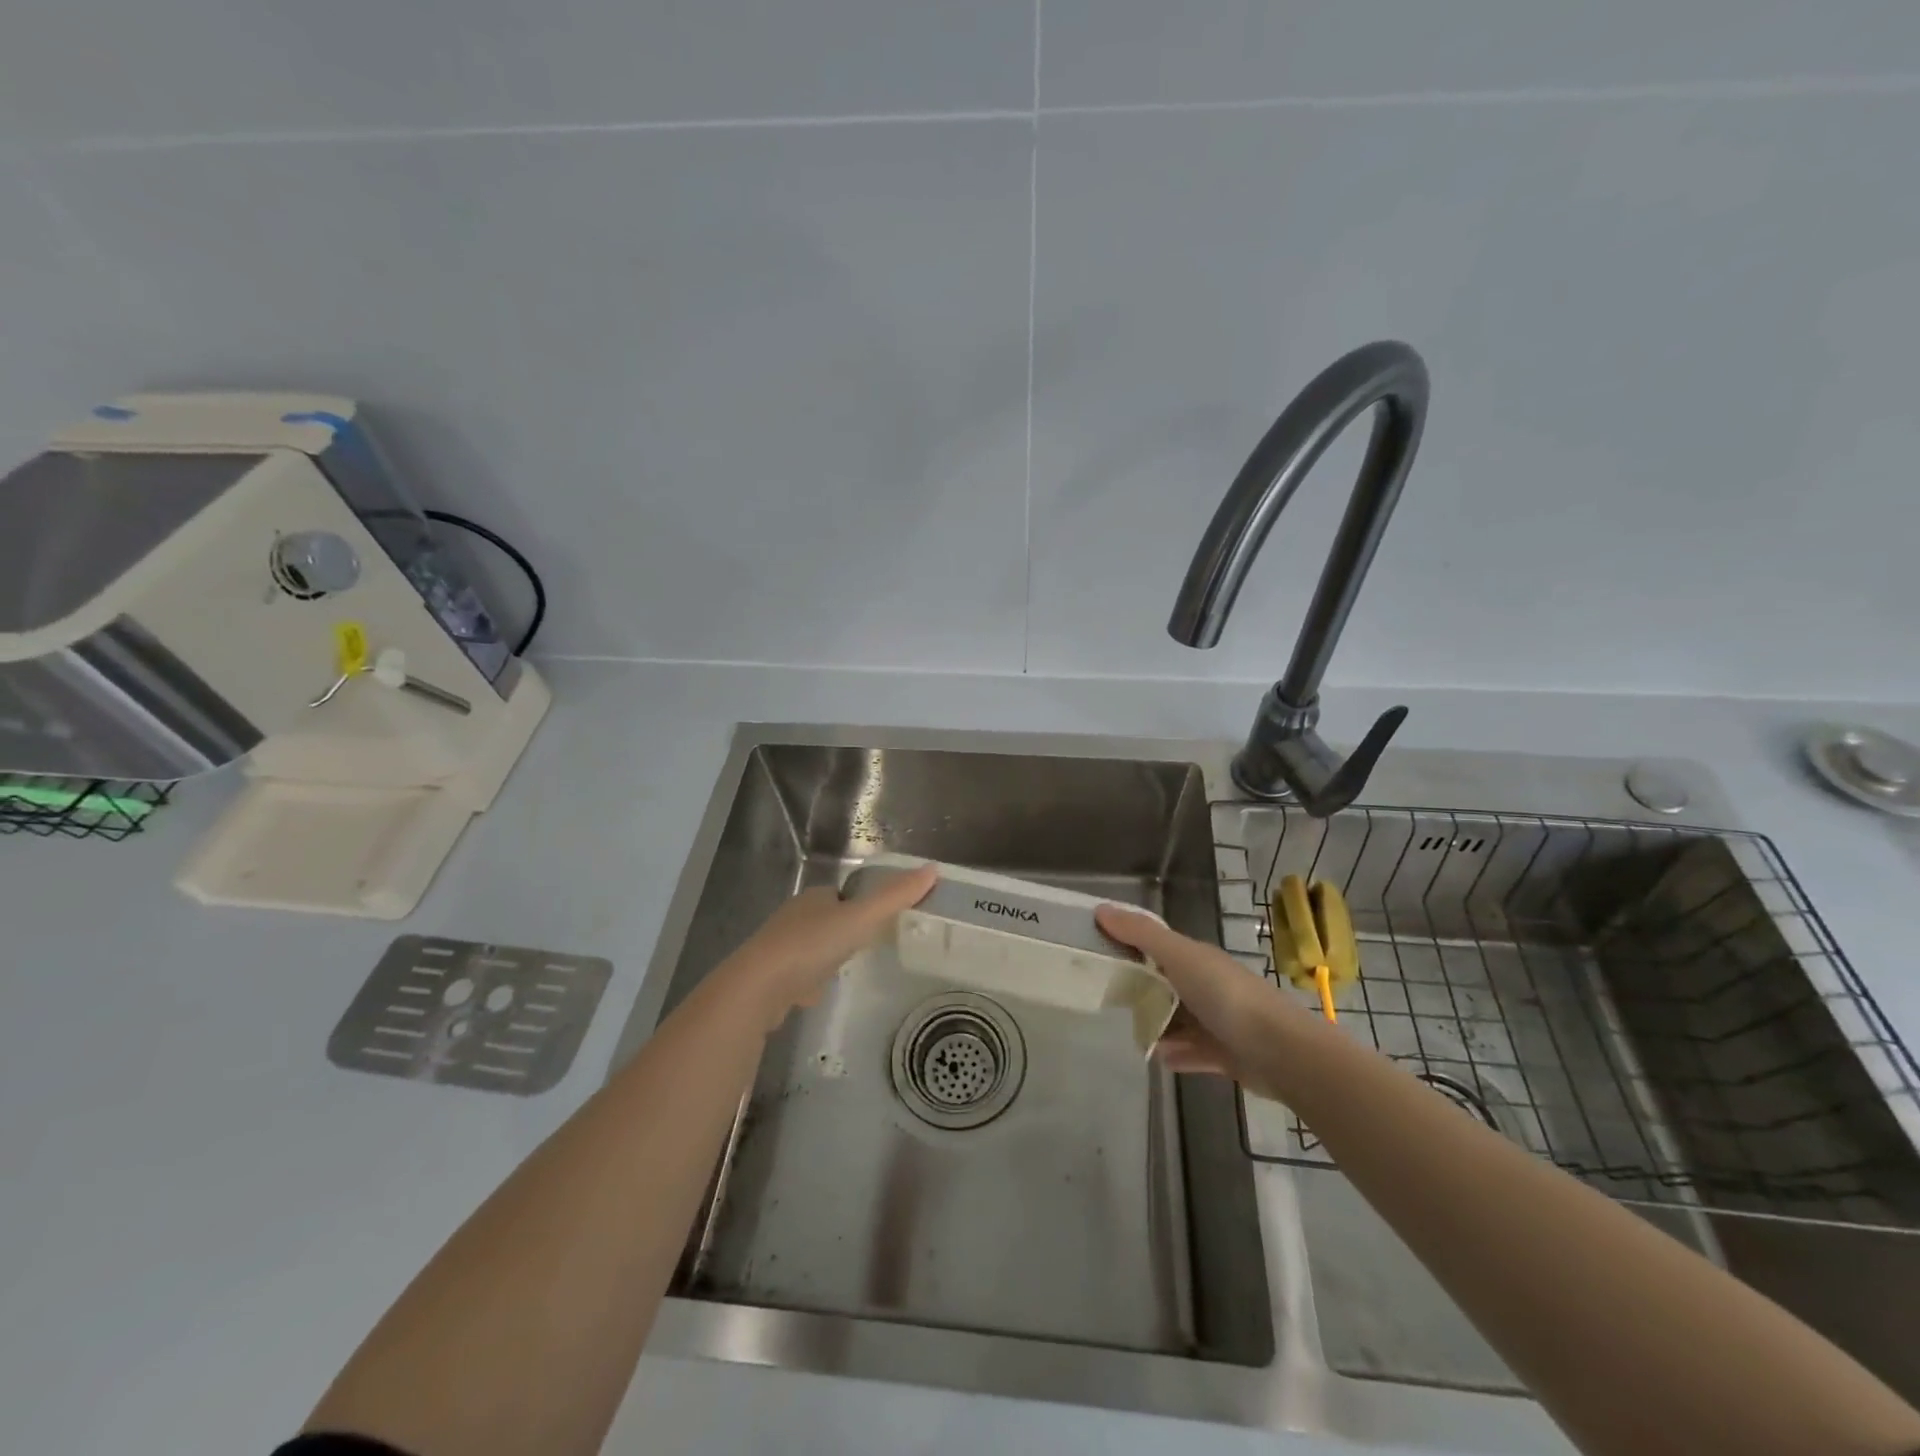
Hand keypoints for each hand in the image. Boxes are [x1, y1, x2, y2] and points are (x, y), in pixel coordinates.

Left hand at [721, 864, 937, 1029]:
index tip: (881, 918)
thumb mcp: (860, 918)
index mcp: (814, 898)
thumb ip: (895, 897)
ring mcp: (780, 948)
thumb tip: (933, 869)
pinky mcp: (772, 979)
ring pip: (812, 947)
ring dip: (828, 955)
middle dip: (845, 929)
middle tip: (871, 944)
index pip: (843, 894)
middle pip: (827, 919)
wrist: (758, 988)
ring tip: (849, 968)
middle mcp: (795, 917)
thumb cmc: (811, 945)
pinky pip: (799, 974)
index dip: (862, 903)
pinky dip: (811, 980)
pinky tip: (819, 993)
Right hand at [1095, 902, 1315, 1100]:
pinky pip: (1194, 1052)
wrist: (1281, 1052)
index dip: (1131, 947)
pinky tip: (1160, 1058)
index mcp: (1197, 958)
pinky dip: (1177, 1053)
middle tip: (1110, 1000)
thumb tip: (1101, 909)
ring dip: (1159, 1025)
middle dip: (1142, 990)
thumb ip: (1141, 934)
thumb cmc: (1226, 996)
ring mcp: (1219, 1021)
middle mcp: (1208, 985)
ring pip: (1180, 1020)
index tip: (1100, 955)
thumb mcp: (1179, 956)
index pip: (1158, 947)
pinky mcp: (1226, 1054)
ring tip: (1133, 1033)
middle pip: (1167, 984)